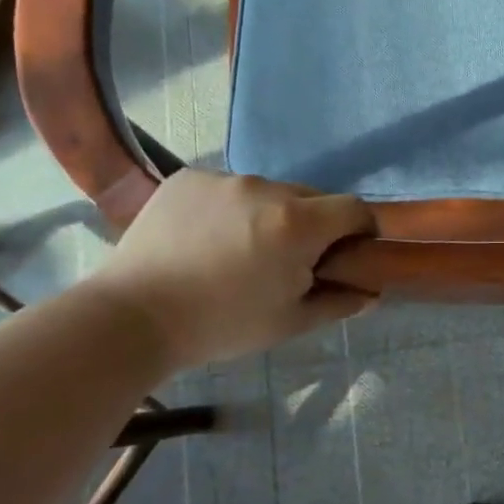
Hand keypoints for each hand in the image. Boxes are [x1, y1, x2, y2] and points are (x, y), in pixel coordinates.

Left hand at [89, 170, 374, 367]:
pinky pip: (227, 189)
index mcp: (298, 223)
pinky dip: (230, 209)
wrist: (132, 317)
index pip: (354, 208)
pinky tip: (206, 240)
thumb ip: (339, 303)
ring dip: (270, 215)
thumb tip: (371, 293)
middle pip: (311, 198)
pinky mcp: (187, 178)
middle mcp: (265, 188)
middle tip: (290, 261)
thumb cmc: (222, 325)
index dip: (361, 229)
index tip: (351, 252)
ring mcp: (223, 179)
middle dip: (314, 224)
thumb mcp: (290, 322)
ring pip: (267, 193)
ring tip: (240, 251)